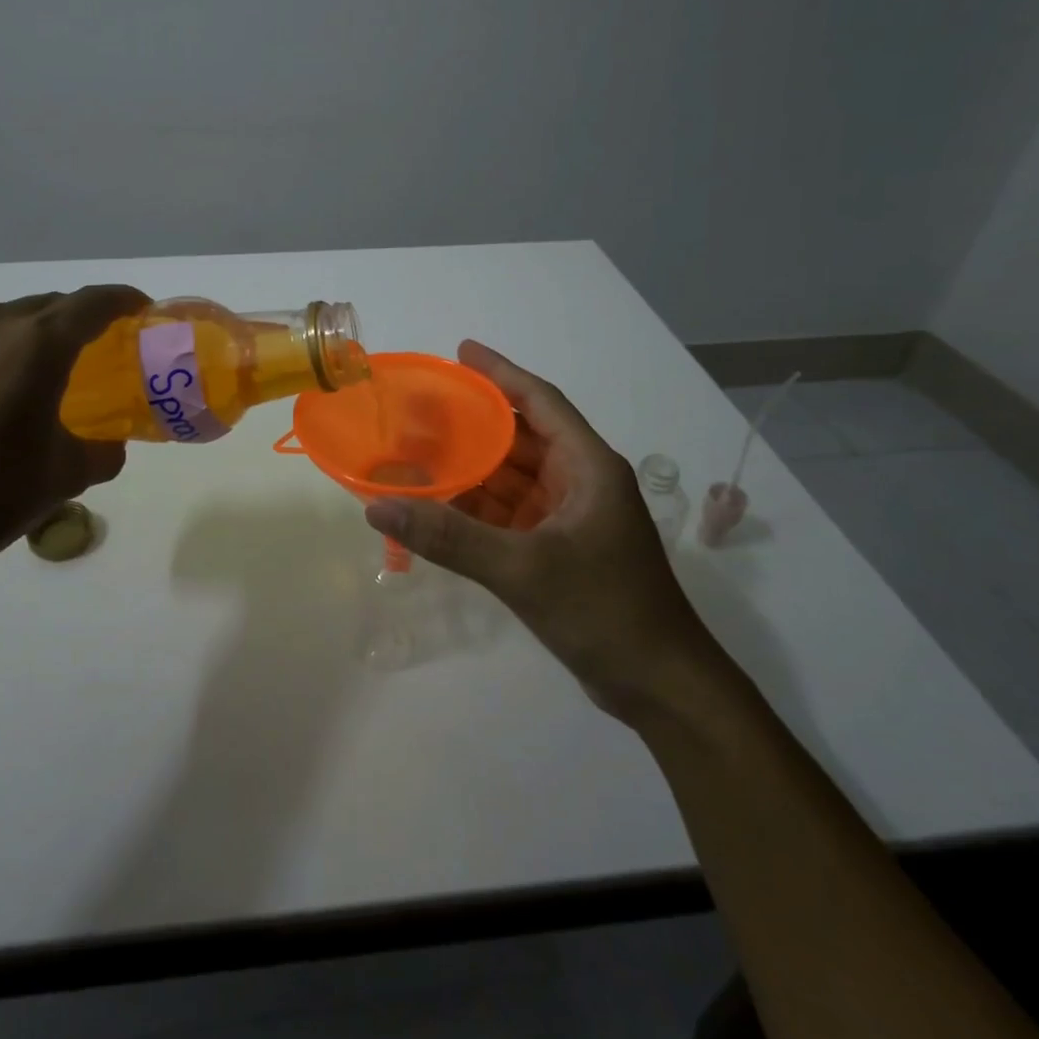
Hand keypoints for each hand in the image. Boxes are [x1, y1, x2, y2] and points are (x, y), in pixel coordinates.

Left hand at [0, 287, 147, 597]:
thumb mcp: (67, 476)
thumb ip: (104, 449)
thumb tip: (110, 443)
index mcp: (36, 345)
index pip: (94, 303)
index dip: (124, 300)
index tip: (140, 309)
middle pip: (44, 307)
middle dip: (73, 324)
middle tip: (88, 354)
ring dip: (20, 342)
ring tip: (22, 381)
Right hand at [363, 340, 724, 719]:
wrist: (661, 686)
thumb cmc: (604, 610)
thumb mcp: (523, 569)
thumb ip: (449, 537)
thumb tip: (378, 505)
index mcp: (588, 466)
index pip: (540, 401)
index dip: (500, 373)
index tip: (460, 351)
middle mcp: (580, 482)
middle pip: (520, 437)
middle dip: (473, 423)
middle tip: (420, 408)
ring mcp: (570, 518)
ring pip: (511, 478)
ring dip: (470, 468)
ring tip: (416, 452)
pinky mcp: (559, 549)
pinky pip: (509, 514)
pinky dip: (476, 509)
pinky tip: (437, 506)